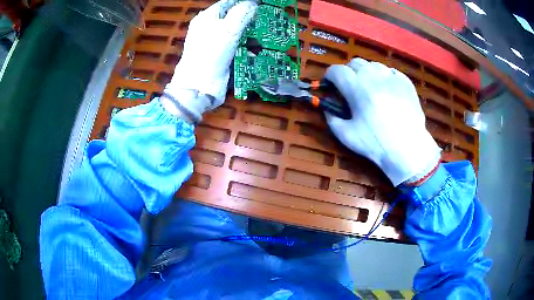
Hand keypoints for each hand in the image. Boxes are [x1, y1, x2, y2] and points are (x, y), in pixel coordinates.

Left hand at [161, 0, 256, 121]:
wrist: (199, 84)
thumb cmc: (212, 52)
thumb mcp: (229, 28)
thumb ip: (242, 12)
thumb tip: (253, 2)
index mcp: (207, 17)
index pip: (228, 2)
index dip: (244, 2)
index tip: (261, 4)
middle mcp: (209, 27)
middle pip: (232, 16)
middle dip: (249, 16)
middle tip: (266, 17)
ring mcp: (213, 42)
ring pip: (235, 30)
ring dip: (249, 31)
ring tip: (266, 32)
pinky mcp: (218, 55)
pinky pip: (234, 44)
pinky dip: (245, 45)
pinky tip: (256, 48)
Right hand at [325, 58, 441, 185]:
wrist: (408, 149)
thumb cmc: (376, 143)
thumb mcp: (346, 136)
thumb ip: (332, 119)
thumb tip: (327, 108)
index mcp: (356, 87)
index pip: (337, 70)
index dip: (330, 76)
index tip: (330, 85)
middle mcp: (373, 76)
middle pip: (355, 63)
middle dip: (348, 72)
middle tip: (350, 87)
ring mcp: (391, 77)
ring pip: (373, 65)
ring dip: (367, 73)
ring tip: (369, 87)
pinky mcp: (405, 82)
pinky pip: (391, 72)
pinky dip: (384, 77)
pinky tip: (386, 90)